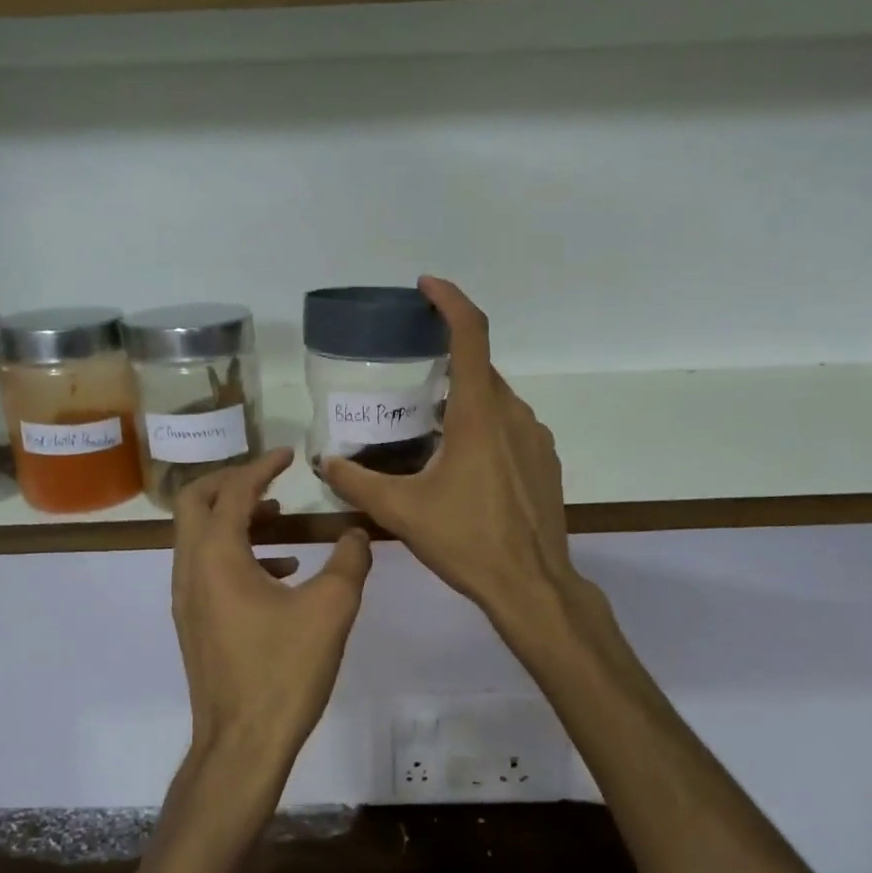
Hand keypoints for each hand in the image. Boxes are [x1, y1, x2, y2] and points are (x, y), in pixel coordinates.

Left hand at [171, 448, 373, 780]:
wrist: (242, 745)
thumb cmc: (284, 672)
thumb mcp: (331, 610)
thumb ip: (350, 561)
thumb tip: (358, 532)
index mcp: (217, 557)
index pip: (232, 491)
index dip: (261, 466)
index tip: (288, 455)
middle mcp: (191, 570)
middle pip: (195, 503)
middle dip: (231, 482)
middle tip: (270, 478)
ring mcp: (187, 599)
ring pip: (200, 536)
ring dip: (235, 518)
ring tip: (280, 519)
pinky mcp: (195, 622)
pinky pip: (208, 567)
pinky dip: (238, 553)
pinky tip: (282, 572)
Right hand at [320, 277, 573, 624]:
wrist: (531, 585)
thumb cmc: (466, 541)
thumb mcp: (401, 511)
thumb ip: (357, 482)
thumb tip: (325, 463)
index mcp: (479, 414)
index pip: (471, 334)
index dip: (449, 300)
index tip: (426, 286)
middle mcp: (513, 414)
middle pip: (480, 369)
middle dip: (447, 363)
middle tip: (411, 380)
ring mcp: (536, 438)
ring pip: (496, 400)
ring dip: (465, 401)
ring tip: (431, 430)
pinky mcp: (546, 461)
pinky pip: (512, 427)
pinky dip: (486, 427)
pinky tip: (464, 465)